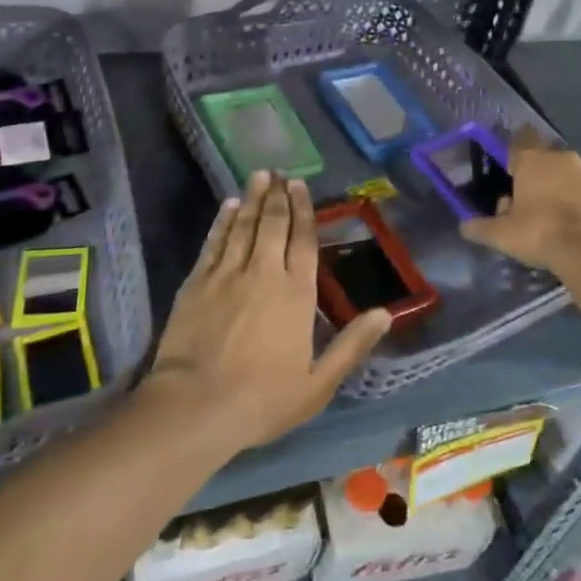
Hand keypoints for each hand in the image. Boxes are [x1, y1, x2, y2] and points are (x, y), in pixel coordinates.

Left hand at [146, 172, 390, 455]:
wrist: (195, 406)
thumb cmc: (262, 399)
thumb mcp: (318, 383)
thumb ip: (351, 345)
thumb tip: (385, 313)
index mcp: (296, 294)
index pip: (303, 241)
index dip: (304, 211)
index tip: (301, 186)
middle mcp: (264, 273)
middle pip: (273, 225)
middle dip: (278, 196)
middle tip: (279, 173)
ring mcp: (227, 274)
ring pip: (243, 226)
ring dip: (253, 199)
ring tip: (259, 176)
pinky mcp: (197, 282)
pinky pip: (214, 242)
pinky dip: (223, 221)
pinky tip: (228, 207)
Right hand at [460, 127, 580, 276]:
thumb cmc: (539, 232)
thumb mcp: (501, 234)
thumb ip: (480, 227)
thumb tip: (464, 226)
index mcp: (531, 159)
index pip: (520, 138)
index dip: (513, 151)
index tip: (509, 167)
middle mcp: (559, 157)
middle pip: (542, 156)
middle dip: (534, 172)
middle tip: (525, 198)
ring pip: (564, 171)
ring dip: (556, 184)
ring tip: (548, 212)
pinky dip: (574, 197)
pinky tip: (569, 220)